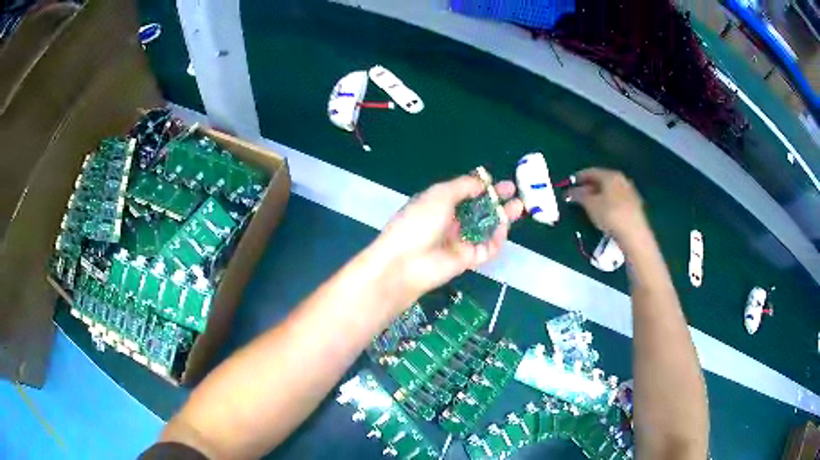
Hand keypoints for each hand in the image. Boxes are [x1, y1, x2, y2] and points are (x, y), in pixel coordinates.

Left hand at [375, 174, 523, 301]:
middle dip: (496, 200)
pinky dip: (496, 239)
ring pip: (486, 228)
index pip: (465, 192)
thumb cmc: (419, 222)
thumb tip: (482, 182)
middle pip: (478, 209)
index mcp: (439, 204)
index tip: (498, 180)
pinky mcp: (467, 260)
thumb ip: (462, 186)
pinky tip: (504, 227)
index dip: (482, 186)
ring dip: (502, 217)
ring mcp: (459, 241)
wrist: (405, 263)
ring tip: (519, 206)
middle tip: (515, 192)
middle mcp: (450, 221)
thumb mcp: (439, 195)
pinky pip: (486, 248)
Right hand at [565, 168, 647, 244]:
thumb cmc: (610, 214)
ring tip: (590, 204)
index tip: (570, 183)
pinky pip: (617, 199)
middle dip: (590, 186)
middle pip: (602, 180)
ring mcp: (630, 191)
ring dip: (600, 195)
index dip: (579, 177)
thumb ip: (579, 195)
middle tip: (579, 194)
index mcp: (610, 175)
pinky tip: (604, 211)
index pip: (591, 171)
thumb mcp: (590, 205)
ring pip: (610, 190)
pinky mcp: (635, 205)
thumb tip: (569, 192)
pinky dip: (608, 201)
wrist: (634, 233)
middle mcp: (622, 179)